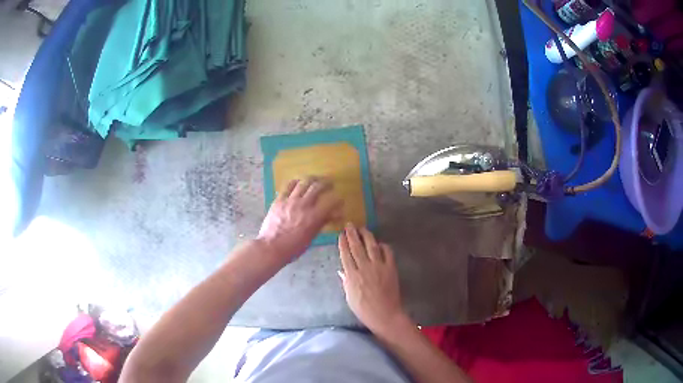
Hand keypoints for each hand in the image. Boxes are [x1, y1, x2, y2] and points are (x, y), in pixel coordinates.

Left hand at [258, 178, 342, 262]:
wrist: (271, 247)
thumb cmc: (293, 247)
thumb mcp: (311, 237)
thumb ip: (322, 223)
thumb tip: (333, 215)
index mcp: (314, 217)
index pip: (331, 202)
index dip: (338, 199)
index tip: (340, 200)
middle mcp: (304, 205)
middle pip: (318, 187)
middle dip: (326, 183)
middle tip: (330, 184)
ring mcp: (290, 200)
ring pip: (304, 183)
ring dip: (312, 179)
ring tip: (316, 179)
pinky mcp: (279, 200)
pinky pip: (288, 186)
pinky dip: (296, 182)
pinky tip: (299, 182)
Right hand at [338, 224, 409, 335]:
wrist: (385, 314)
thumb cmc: (364, 309)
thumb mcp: (349, 297)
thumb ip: (346, 282)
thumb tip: (342, 271)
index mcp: (352, 275)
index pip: (345, 254)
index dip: (343, 243)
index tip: (341, 234)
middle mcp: (364, 267)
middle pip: (357, 247)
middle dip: (352, 234)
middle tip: (349, 225)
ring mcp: (379, 267)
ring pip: (371, 246)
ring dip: (366, 235)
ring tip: (363, 228)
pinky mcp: (391, 268)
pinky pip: (388, 253)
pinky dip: (384, 246)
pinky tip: (380, 244)